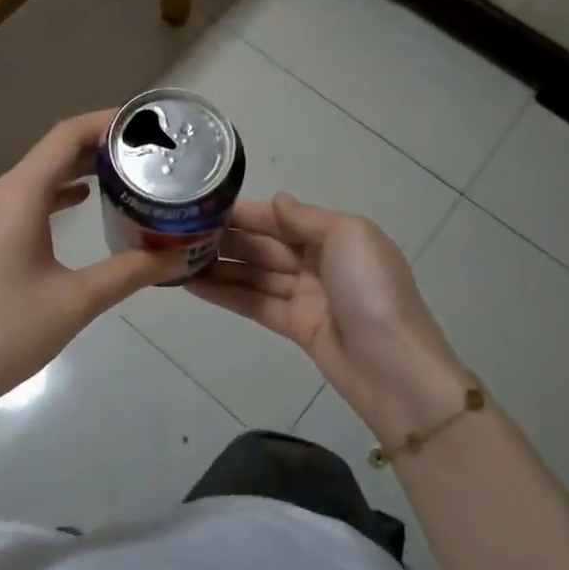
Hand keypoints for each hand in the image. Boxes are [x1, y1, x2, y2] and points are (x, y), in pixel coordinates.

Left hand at [0, 112, 188, 414]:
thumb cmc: (5, 332)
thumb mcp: (75, 302)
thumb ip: (130, 272)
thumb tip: (179, 256)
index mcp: (16, 196)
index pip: (66, 137)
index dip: (106, 123)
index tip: (145, 123)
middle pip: (52, 153)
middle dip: (98, 148)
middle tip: (147, 152)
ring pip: (35, 177)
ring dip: (76, 171)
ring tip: (123, 173)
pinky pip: (21, 199)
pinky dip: (54, 195)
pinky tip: (81, 202)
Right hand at [188, 195, 477, 440]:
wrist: (393, 369)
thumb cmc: (372, 291)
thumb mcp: (348, 236)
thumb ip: (307, 218)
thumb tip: (278, 200)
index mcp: (336, 236)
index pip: (281, 218)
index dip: (245, 213)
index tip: (204, 207)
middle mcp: (319, 262)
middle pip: (264, 245)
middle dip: (225, 238)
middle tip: (178, 232)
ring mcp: (306, 296)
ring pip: (254, 275)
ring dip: (218, 266)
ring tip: (175, 257)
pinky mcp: (295, 327)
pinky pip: (254, 303)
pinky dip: (225, 294)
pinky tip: (192, 285)